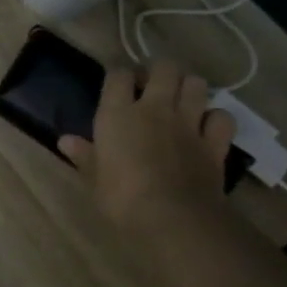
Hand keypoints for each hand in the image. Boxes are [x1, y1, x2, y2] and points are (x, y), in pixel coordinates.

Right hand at [59, 58, 236, 242]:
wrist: (172, 218)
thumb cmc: (121, 198)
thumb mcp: (94, 178)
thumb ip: (84, 154)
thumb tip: (65, 140)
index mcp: (118, 114)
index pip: (118, 75)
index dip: (118, 75)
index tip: (117, 84)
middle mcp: (155, 108)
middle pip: (163, 68)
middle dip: (158, 71)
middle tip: (151, 86)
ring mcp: (189, 123)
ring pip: (196, 84)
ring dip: (188, 87)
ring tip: (180, 99)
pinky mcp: (214, 142)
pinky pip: (222, 117)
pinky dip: (215, 118)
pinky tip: (207, 126)